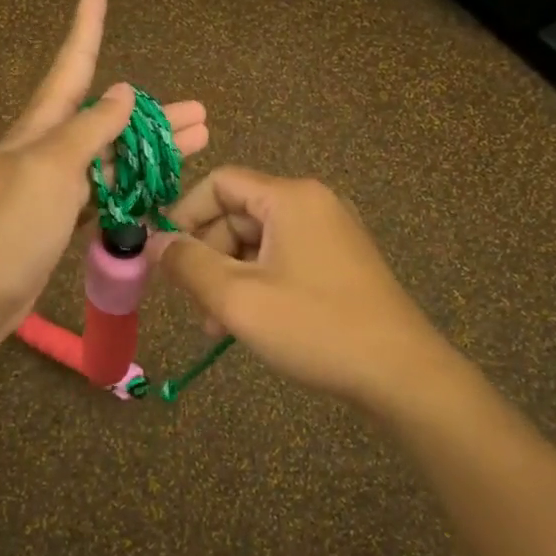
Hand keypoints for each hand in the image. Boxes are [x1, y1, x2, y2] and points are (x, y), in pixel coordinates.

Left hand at [0, 0, 206, 365]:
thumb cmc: (6, 229)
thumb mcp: (50, 169)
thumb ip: (88, 131)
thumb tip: (121, 91)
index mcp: (40, 129)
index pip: (71, 67)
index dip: (86, 28)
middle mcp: (46, 153)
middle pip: (105, 122)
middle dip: (149, 114)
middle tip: (200, 112)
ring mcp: (52, 193)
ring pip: (110, 163)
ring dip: (149, 152)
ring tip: (198, 145)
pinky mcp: (56, 229)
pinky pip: (102, 199)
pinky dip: (130, 191)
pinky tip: (156, 190)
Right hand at [150, 167, 450, 411]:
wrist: (401, 372)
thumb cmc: (315, 327)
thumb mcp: (239, 298)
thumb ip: (188, 265)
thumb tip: (153, 242)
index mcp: (290, 198)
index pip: (220, 183)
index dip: (184, 214)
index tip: (163, 256)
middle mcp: (312, 203)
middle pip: (238, 213)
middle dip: (207, 255)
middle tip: (193, 303)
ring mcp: (330, 233)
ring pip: (258, 241)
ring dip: (229, 276)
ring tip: (216, 325)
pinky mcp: (340, 262)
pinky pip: (283, 259)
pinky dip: (258, 283)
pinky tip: (248, 324)